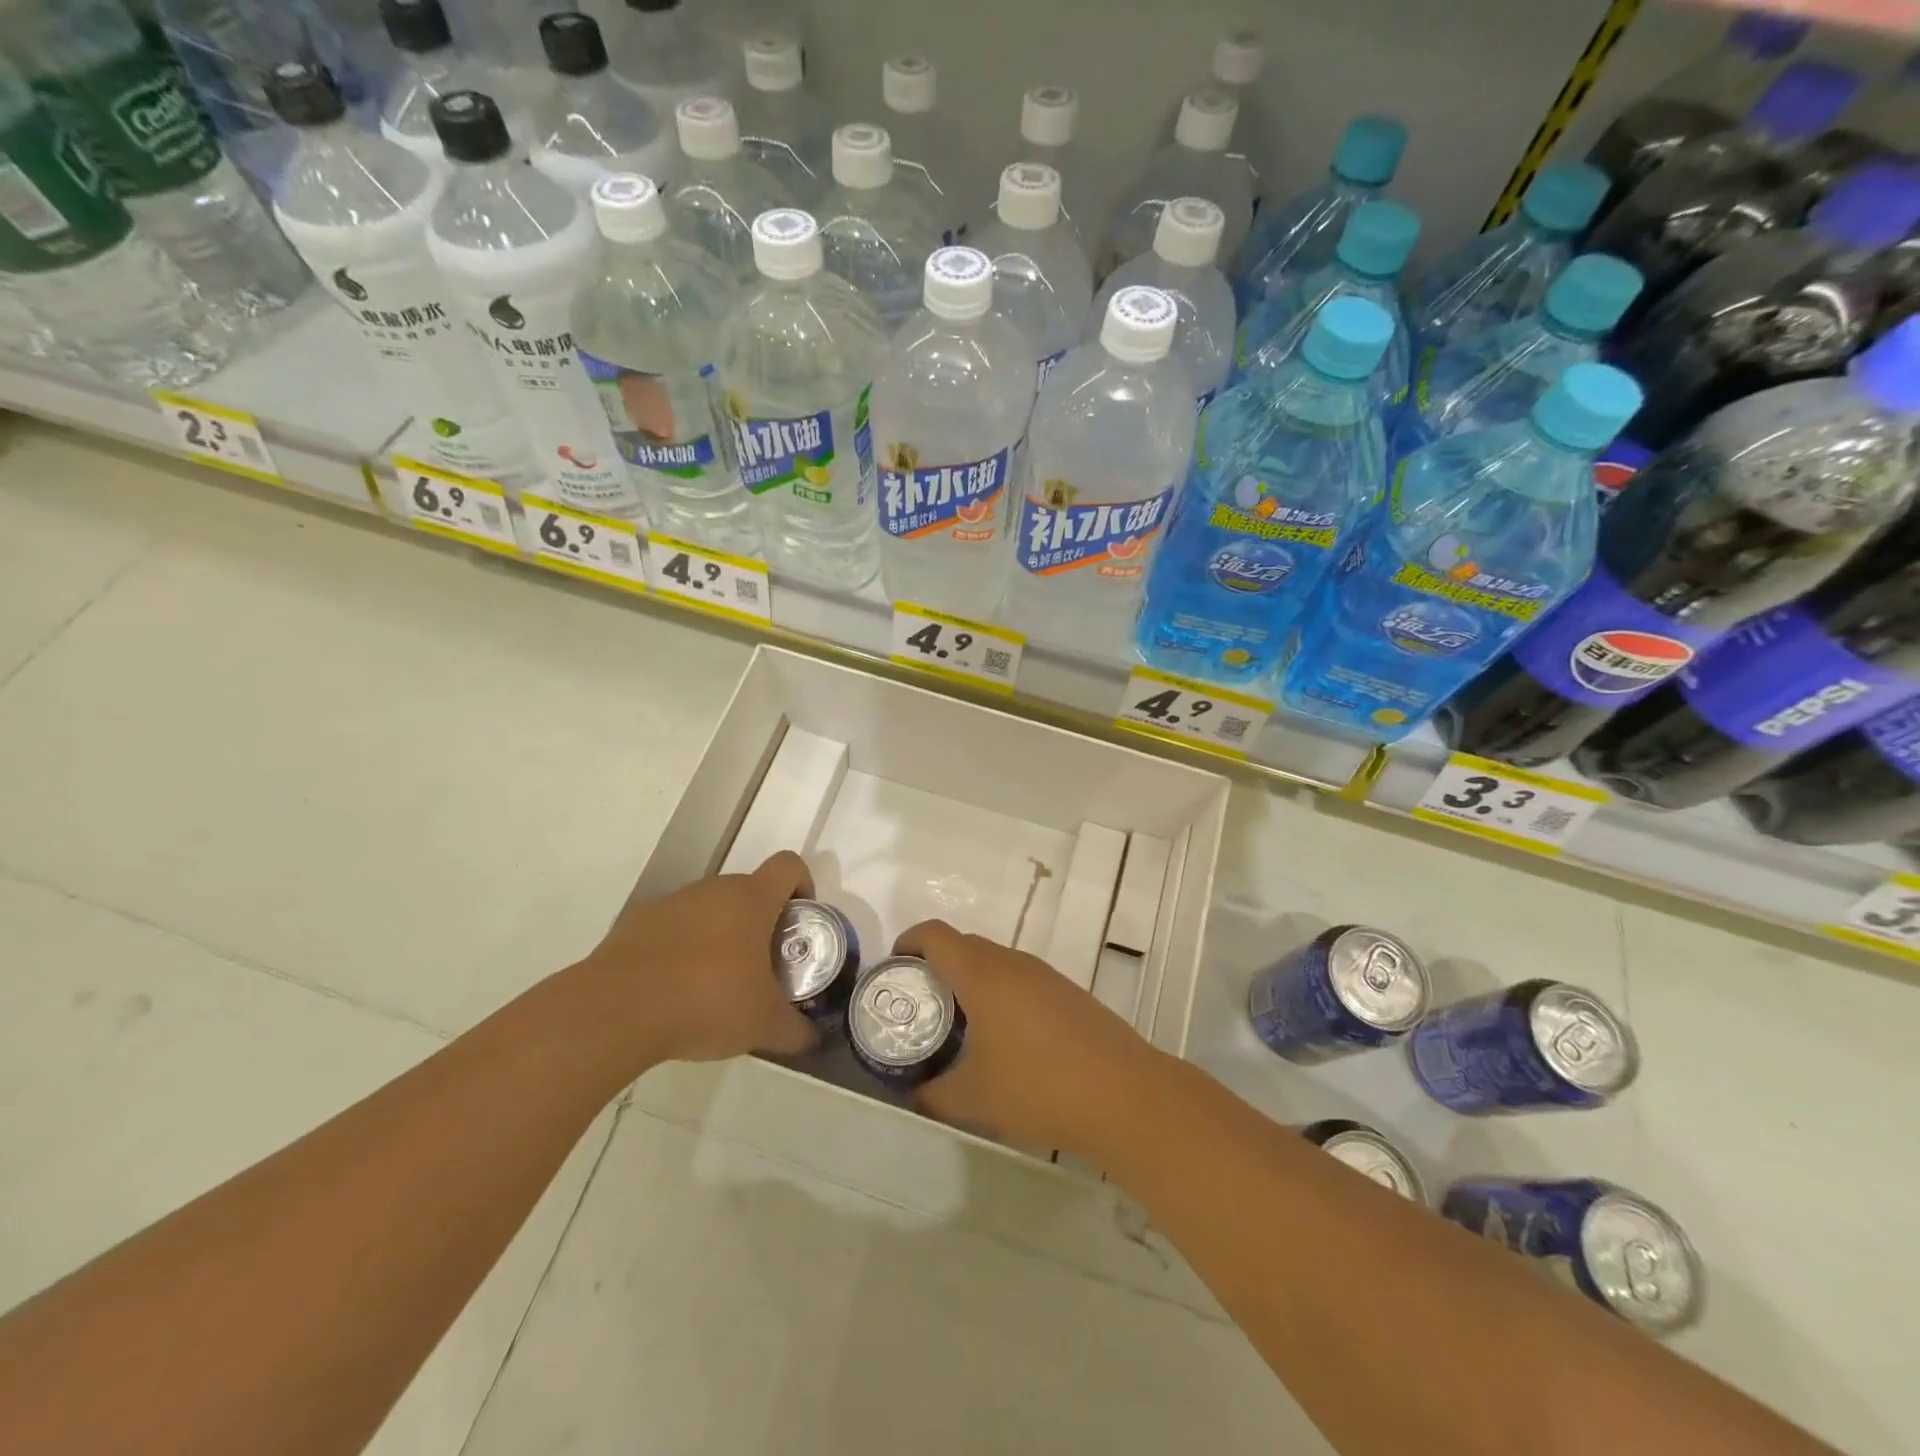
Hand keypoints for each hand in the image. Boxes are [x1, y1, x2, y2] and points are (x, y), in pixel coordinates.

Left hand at [579, 851, 819, 1068]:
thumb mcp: (764, 1025)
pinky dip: (683, 951)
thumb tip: (813, 1040)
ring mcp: (672, 904)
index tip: (800, 921)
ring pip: (710, 910)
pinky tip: (676, 993)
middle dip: (762, 923)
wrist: (615, 1011)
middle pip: (749, 890)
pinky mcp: (637, 924)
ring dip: (721, 936)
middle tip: (764, 967)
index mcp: (752, 899)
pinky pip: (674, 929)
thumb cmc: (706, 1002)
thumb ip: (796, 1031)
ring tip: (717, 986)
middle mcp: (713, 890)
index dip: (803, 885)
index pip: (789, 866)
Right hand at [894, 920, 1165, 1161]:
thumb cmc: (1038, 1087)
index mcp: (982, 974)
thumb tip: (914, 1096)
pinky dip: (1001, 994)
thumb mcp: (973, 1099)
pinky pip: (1021, 980)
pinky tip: (1005, 1039)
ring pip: (995, 962)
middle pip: (964, 945)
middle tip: (921, 1006)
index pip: (935, 934)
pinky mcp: (1068, 993)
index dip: (908, 941)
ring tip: (960, 1025)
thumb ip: (933, 1095)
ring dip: (971, 981)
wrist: (1123, 1095)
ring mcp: (1045, 975)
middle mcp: (1013, 963)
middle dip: (936, 965)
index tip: (894, 968)